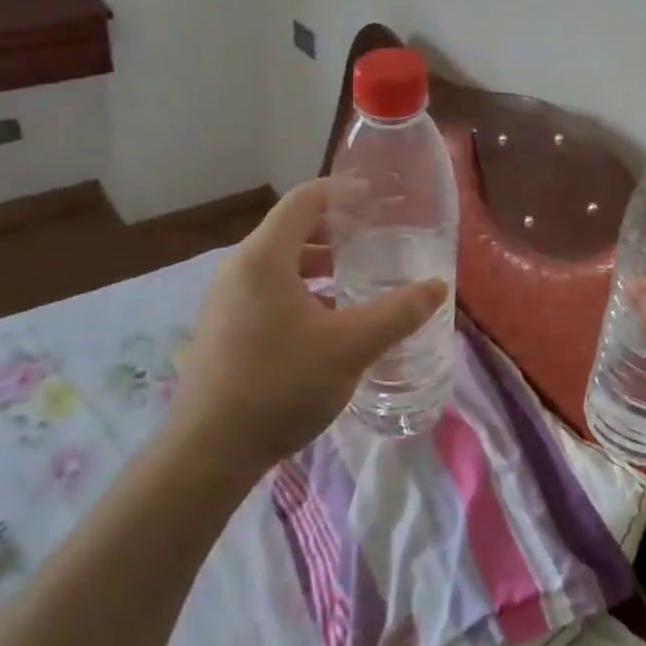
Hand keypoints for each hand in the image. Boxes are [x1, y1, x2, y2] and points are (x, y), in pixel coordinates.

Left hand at [171, 179, 448, 473]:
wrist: (207, 454)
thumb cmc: (281, 385)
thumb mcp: (351, 347)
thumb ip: (397, 313)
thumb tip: (438, 287)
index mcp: (264, 257)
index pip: (304, 200)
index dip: (342, 192)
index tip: (377, 198)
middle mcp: (238, 269)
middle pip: (291, 230)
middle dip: (335, 231)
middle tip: (375, 239)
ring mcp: (225, 300)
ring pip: (279, 265)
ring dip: (318, 265)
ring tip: (356, 279)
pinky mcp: (222, 329)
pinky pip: (267, 291)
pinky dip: (300, 290)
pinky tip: (327, 322)